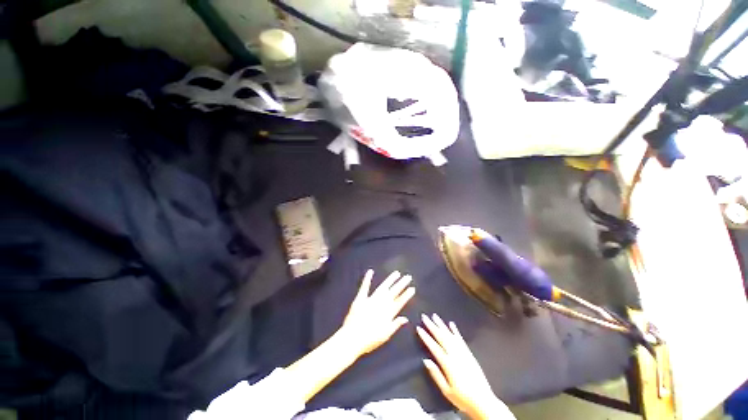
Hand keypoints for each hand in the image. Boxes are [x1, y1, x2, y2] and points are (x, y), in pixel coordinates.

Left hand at [339, 270, 414, 355]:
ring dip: (390, 280)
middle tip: (408, 277)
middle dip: (401, 284)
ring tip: (397, 273)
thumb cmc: (369, 340)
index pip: (400, 302)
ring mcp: (371, 300)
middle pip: (393, 292)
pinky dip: (367, 279)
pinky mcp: (361, 298)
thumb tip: (405, 318)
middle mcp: (381, 304)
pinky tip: (370, 271)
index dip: (406, 295)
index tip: (412, 288)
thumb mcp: (385, 335)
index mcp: (388, 313)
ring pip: (383, 287)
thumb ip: (395, 325)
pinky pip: (365, 287)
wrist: (352, 339)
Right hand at [417, 314, 512, 419]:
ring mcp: (463, 353)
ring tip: (435, 316)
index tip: (419, 328)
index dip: (426, 337)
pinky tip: (451, 324)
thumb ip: (436, 374)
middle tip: (424, 316)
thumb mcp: (446, 391)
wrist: (483, 402)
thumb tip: (425, 360)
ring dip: (442, 325)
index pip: (434, 347)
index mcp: (448, 364)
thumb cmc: (462, 398)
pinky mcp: (469, 354)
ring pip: (450, 335)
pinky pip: (461, 339)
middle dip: (432, 326)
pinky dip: (455, 331)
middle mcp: (455, 355)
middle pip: (441, 337)